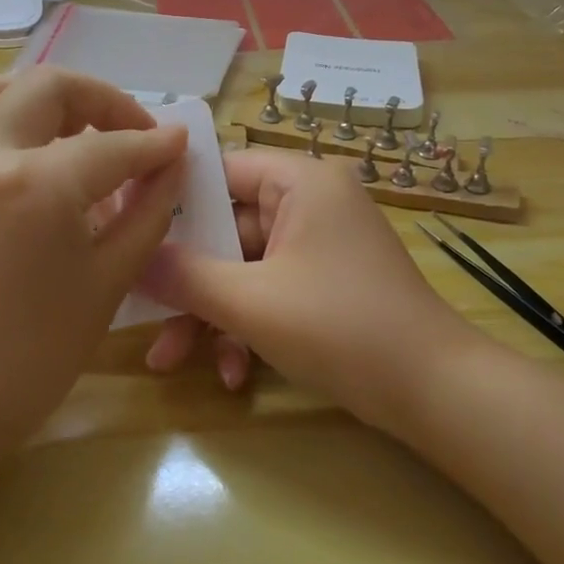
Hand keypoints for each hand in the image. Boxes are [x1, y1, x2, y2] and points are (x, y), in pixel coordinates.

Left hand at [0, 69, 187, 455]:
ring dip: (33, 98)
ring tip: (61, 128)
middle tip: (127, 132)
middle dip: (102, 101)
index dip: (154, 144)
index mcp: (38, 185)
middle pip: (49, 87)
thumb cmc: (32, 354)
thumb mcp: (108, 281)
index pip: (113, 146)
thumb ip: (147, 212)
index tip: (177, 145)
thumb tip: (171, 165)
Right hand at [140, 149, 472, 429]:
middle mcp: (312, 201)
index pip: (220, 171)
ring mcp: (321, 243)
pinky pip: (273, 289)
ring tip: (173, 362)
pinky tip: (234, 375)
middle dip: (188, 281)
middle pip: (228, 228)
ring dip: (213, 314)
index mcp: (301, 181)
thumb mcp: (252, 302)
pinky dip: (249, 326)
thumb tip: (131, 258)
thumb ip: (185, 276)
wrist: (435, 392)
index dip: (171, 202)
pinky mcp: (327, 281)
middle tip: (142, 312)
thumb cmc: (341, 328)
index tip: (128, 231)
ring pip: (246, 267)